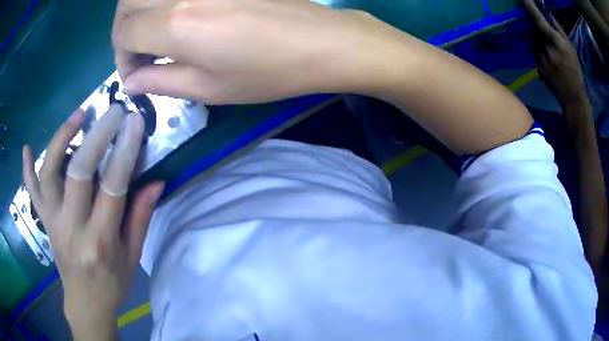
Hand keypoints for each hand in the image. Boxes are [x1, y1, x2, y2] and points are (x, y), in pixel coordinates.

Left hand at [22, 106, 163, 339]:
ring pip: (49, 173)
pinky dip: (27, 169)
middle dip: (97, 136)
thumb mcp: (133, 258)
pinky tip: (27, 148)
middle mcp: (71, 229)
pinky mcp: (43, 221)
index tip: (134, 122)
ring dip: (61, 139)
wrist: (85, 303)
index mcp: (100, 242)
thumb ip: (140, 218)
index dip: (124, 152)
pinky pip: (31, 192)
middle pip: (77, 173)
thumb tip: (155, 181)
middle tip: (113, 111)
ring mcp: (52, 223)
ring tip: (78, 115)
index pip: (111, 189)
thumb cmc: (112, 284)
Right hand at [112, 0, 388, 103]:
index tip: (134, 74)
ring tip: (150, 32)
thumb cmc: (269, 72)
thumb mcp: (209, 89)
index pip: (124, 33)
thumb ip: (161, 83)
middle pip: (128, 3)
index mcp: (177, 24)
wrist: (321, 41)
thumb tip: (132, 82)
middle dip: (122, 28)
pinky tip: (173, 13)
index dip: (121, 57)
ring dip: (138, 10)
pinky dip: (162, 0)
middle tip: (136, 50)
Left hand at [524, 0, 587, 106]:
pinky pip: (536, 54)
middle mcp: (545, 48)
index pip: (540, 20)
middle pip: (535, 31)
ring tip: (552, 54)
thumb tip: (547, 14)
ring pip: (535, 42)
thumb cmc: (576, 71)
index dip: (531, 7)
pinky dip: (541, 53)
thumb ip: (559, 29)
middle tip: (548, 37)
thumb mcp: (571, 48)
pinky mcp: (537, 68)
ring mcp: (540, 59)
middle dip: (539, 29)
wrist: (573, 98)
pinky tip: (550, 63)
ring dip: (540, 42)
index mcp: (555, 42)